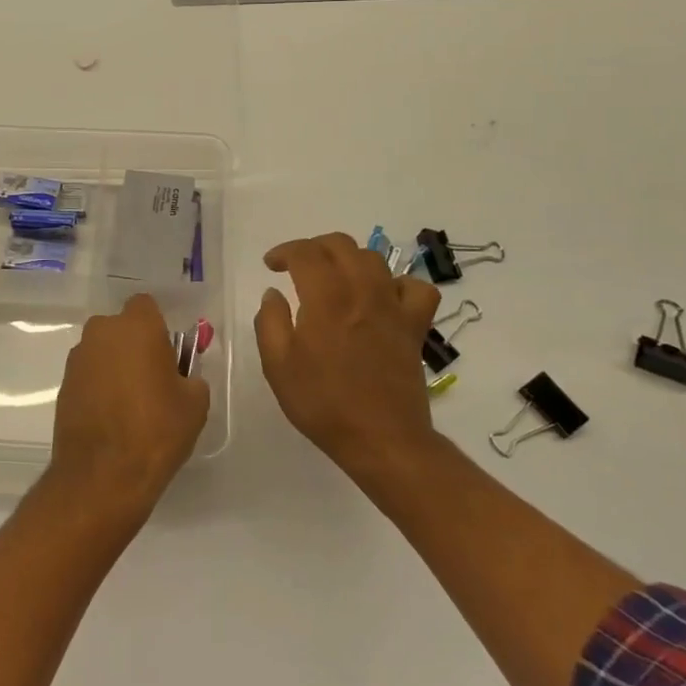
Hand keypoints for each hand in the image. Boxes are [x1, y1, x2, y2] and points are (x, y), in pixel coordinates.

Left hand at [51, 294, 209, 518]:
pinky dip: (99, 387)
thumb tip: (181, 377)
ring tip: (131, 404)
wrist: (102, 475)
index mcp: (136, 326)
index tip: (168, 354)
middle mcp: (101, 332)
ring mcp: (77, 358)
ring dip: (115, 366)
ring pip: (103, 351)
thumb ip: (191, 377)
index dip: (158, 327)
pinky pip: (88, 374)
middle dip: (135, 345)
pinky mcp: (63, 384)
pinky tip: (111, 417)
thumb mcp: (195, 403)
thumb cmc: (156, 430)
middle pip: (122, 327)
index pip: (146, 306)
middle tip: (152, 379)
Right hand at [256, 232, 445, 485]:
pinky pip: (415, 288)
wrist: (382, 440)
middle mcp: (362, 291)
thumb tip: (274, 293)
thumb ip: (270, 322)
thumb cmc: (323, 404)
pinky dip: (397, 284)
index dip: (284, 251)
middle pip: (341, 245)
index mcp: (326, 298)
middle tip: (297, 266)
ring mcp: (393, 307)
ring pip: (374, 259)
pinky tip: (382, 298)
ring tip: (334, 277)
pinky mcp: (414, 326)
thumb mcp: (278, 366)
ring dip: (348, 258)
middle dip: (314, 247)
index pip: (305, 253)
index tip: (271, 265)